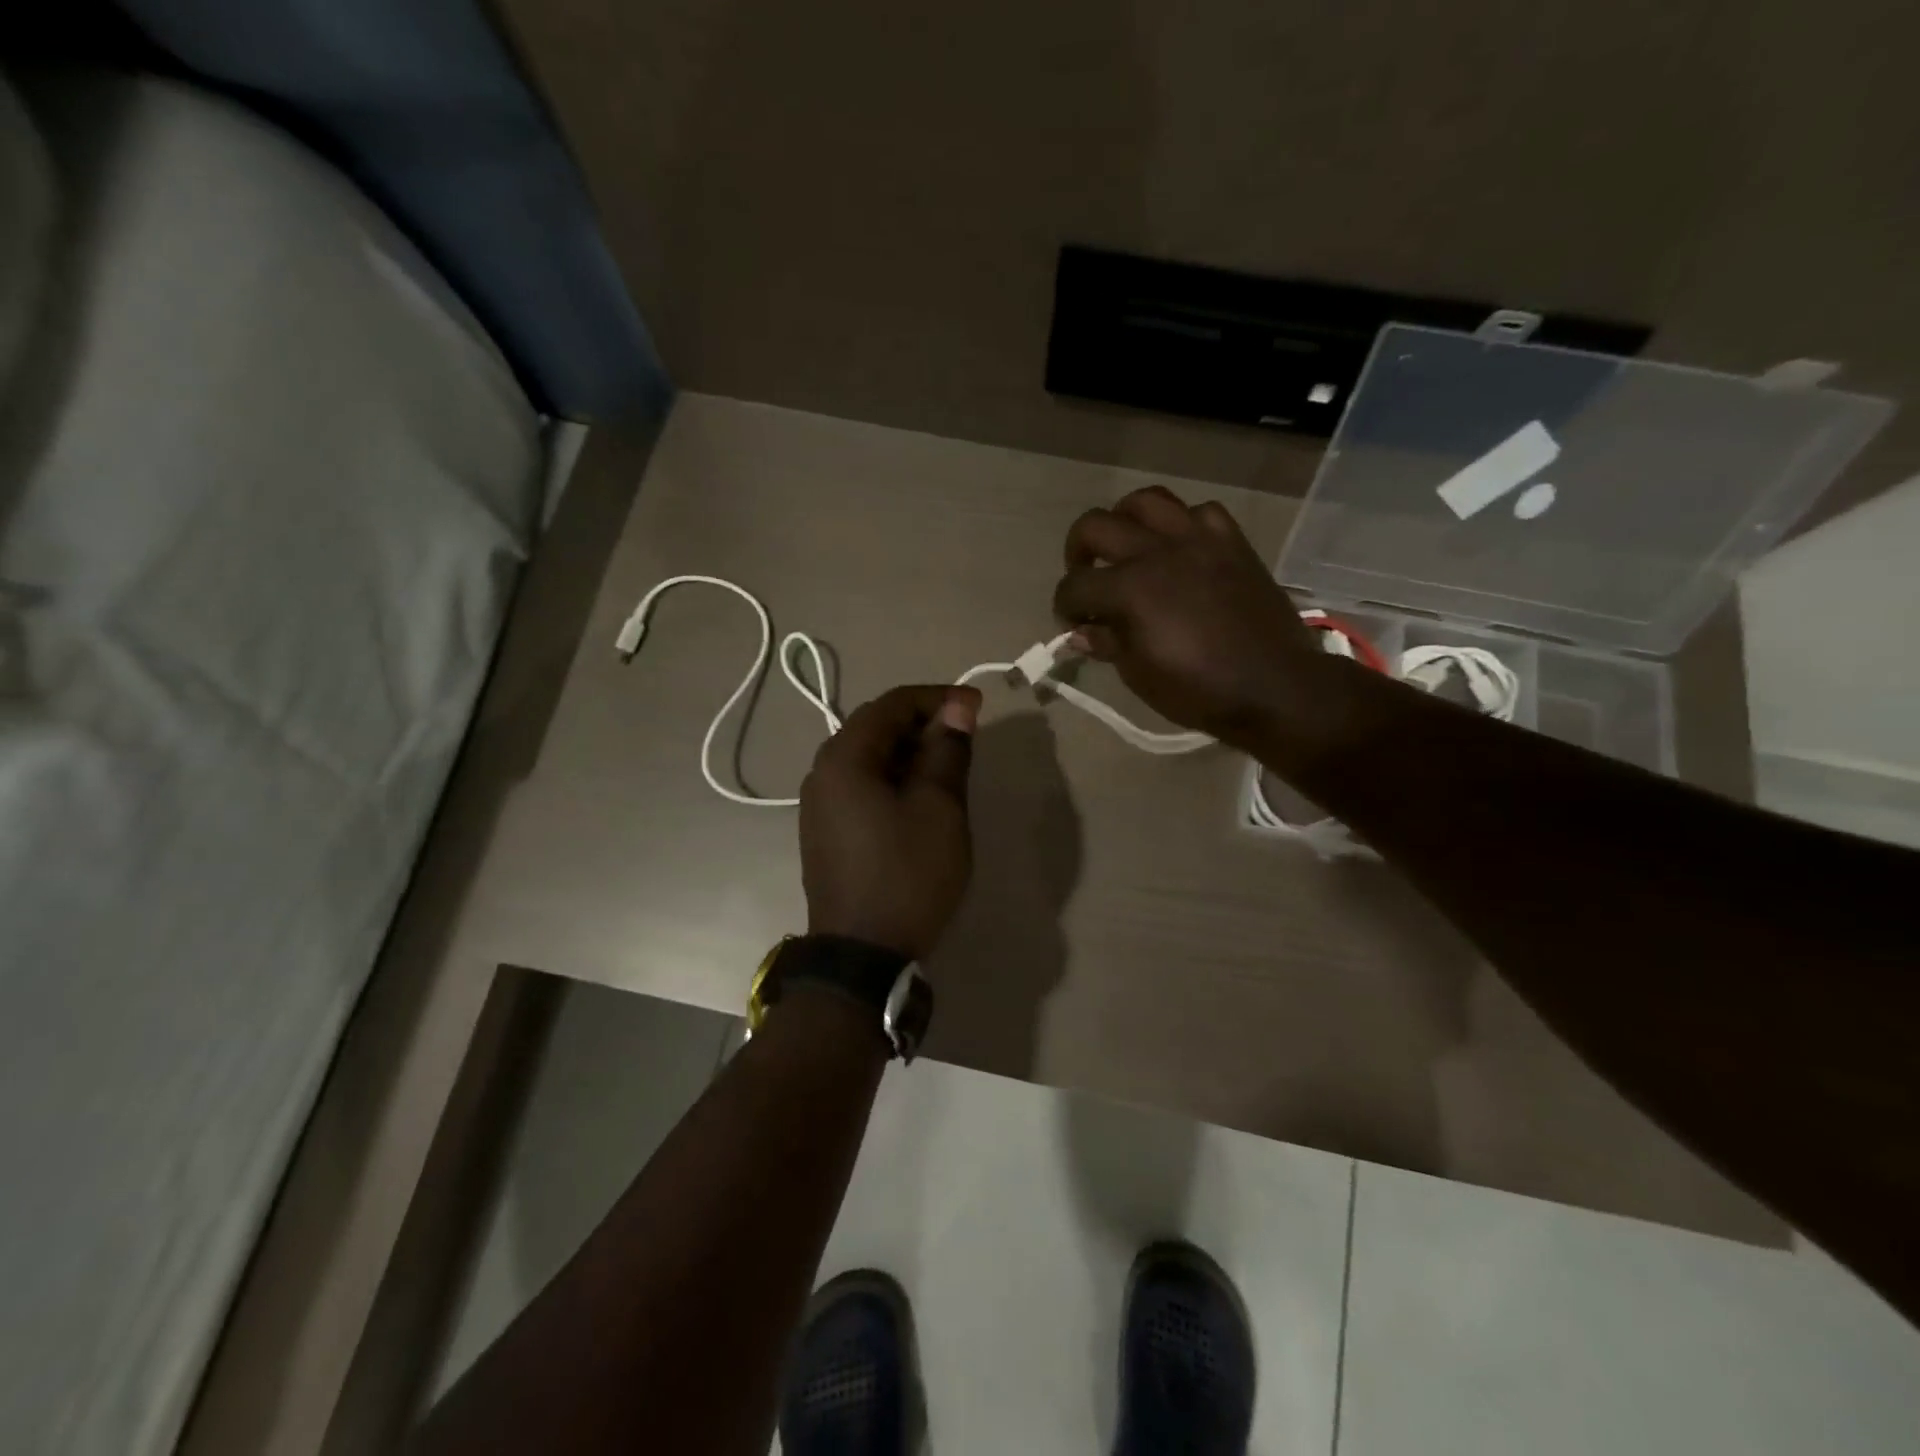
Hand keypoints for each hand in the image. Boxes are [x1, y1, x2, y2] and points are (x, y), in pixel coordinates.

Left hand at [800, 684, 979, 960]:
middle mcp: (822, 773)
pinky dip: (892, 779)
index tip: (977, 707)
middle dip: (922, 725)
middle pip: (875, 728)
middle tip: (966, 737)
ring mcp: (819, 805)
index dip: (937, 698)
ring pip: (868, 759)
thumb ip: (947, 751)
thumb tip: (957, 707)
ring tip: (948, 768)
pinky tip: (919, 799)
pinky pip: (861, 787)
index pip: (892, 704)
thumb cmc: (907, 875)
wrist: (862, 955)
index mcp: (844, 758)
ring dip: (908, 753)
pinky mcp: (825, 832)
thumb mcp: (939, 808)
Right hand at [1053, 485, 1331, 749]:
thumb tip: (1080, 632)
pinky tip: (1181, 548)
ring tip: (1127, 545)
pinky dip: (1182, 525)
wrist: (1274, 685)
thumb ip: (1107, 643)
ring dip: (1125, 519)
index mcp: (1130, 589)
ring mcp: (1198, 539)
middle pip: (1096, 525)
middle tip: (1085, 574)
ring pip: (1147, 501)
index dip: (1063, 605)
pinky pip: (1200, 512)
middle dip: (1078, 550)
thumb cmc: (1198, 689)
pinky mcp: (1231, 541)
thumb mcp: (1139, 674)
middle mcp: (1157, 551)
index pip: (1075, 586)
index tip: (1071, 622)